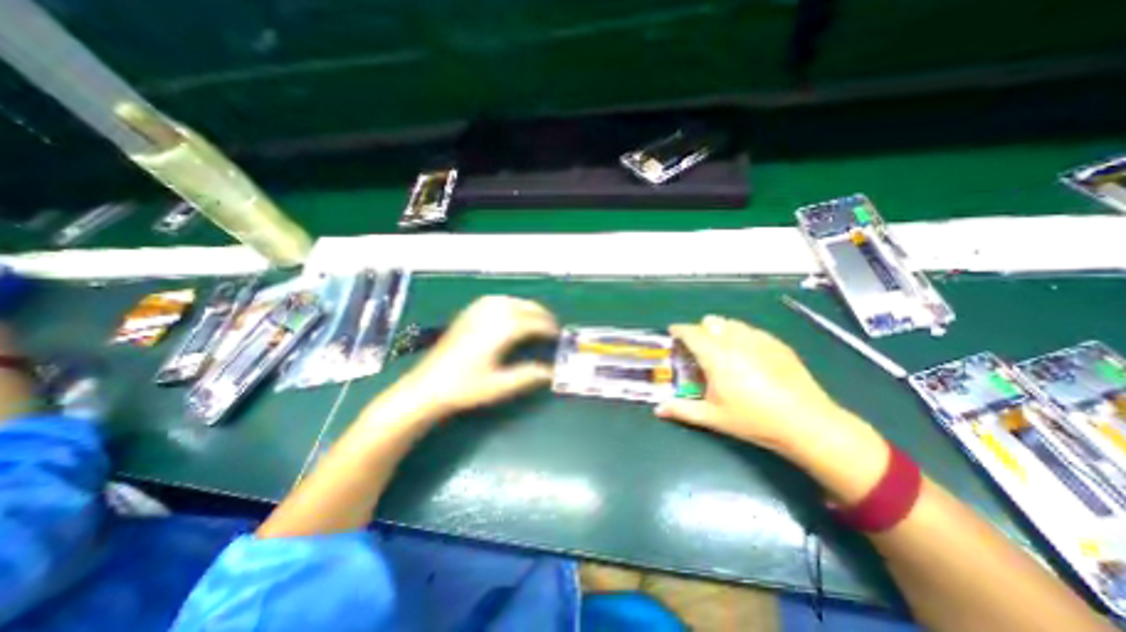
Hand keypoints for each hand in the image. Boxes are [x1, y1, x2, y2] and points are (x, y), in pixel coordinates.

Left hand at [393, 294, 559, 414]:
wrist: (428, 386)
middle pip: (523, 307)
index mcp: (500, 331)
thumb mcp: (500, 386)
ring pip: (510, 300)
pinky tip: (511, 311)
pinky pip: (494, 300)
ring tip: (536, 317)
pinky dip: (509, 302)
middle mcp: (490, 315)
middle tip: (552, 326)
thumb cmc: (465, 388)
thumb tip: (551, 372)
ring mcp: (477, 312)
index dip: (548, 327)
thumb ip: (528, 376)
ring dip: (527, 306)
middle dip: (541, 314)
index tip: (558, 335)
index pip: (532, 322)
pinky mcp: (467, 314)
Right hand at [657, 314, 847, 454]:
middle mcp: (735, 341)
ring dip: (720, 330)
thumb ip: (682, 410)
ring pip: (731, 323)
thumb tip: (657, 409)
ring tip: (722, 350)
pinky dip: (741, 335)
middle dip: (700, 330)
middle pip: (710, 321)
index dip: (679, 330)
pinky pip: (751, 330)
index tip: (672, 333)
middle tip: (699, 349)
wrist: (807, 423)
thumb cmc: (754, 420)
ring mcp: (758, 339)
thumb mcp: (713, 417)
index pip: (691, 332)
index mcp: (716, 356)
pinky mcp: (777, 343)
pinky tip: (748, 356)